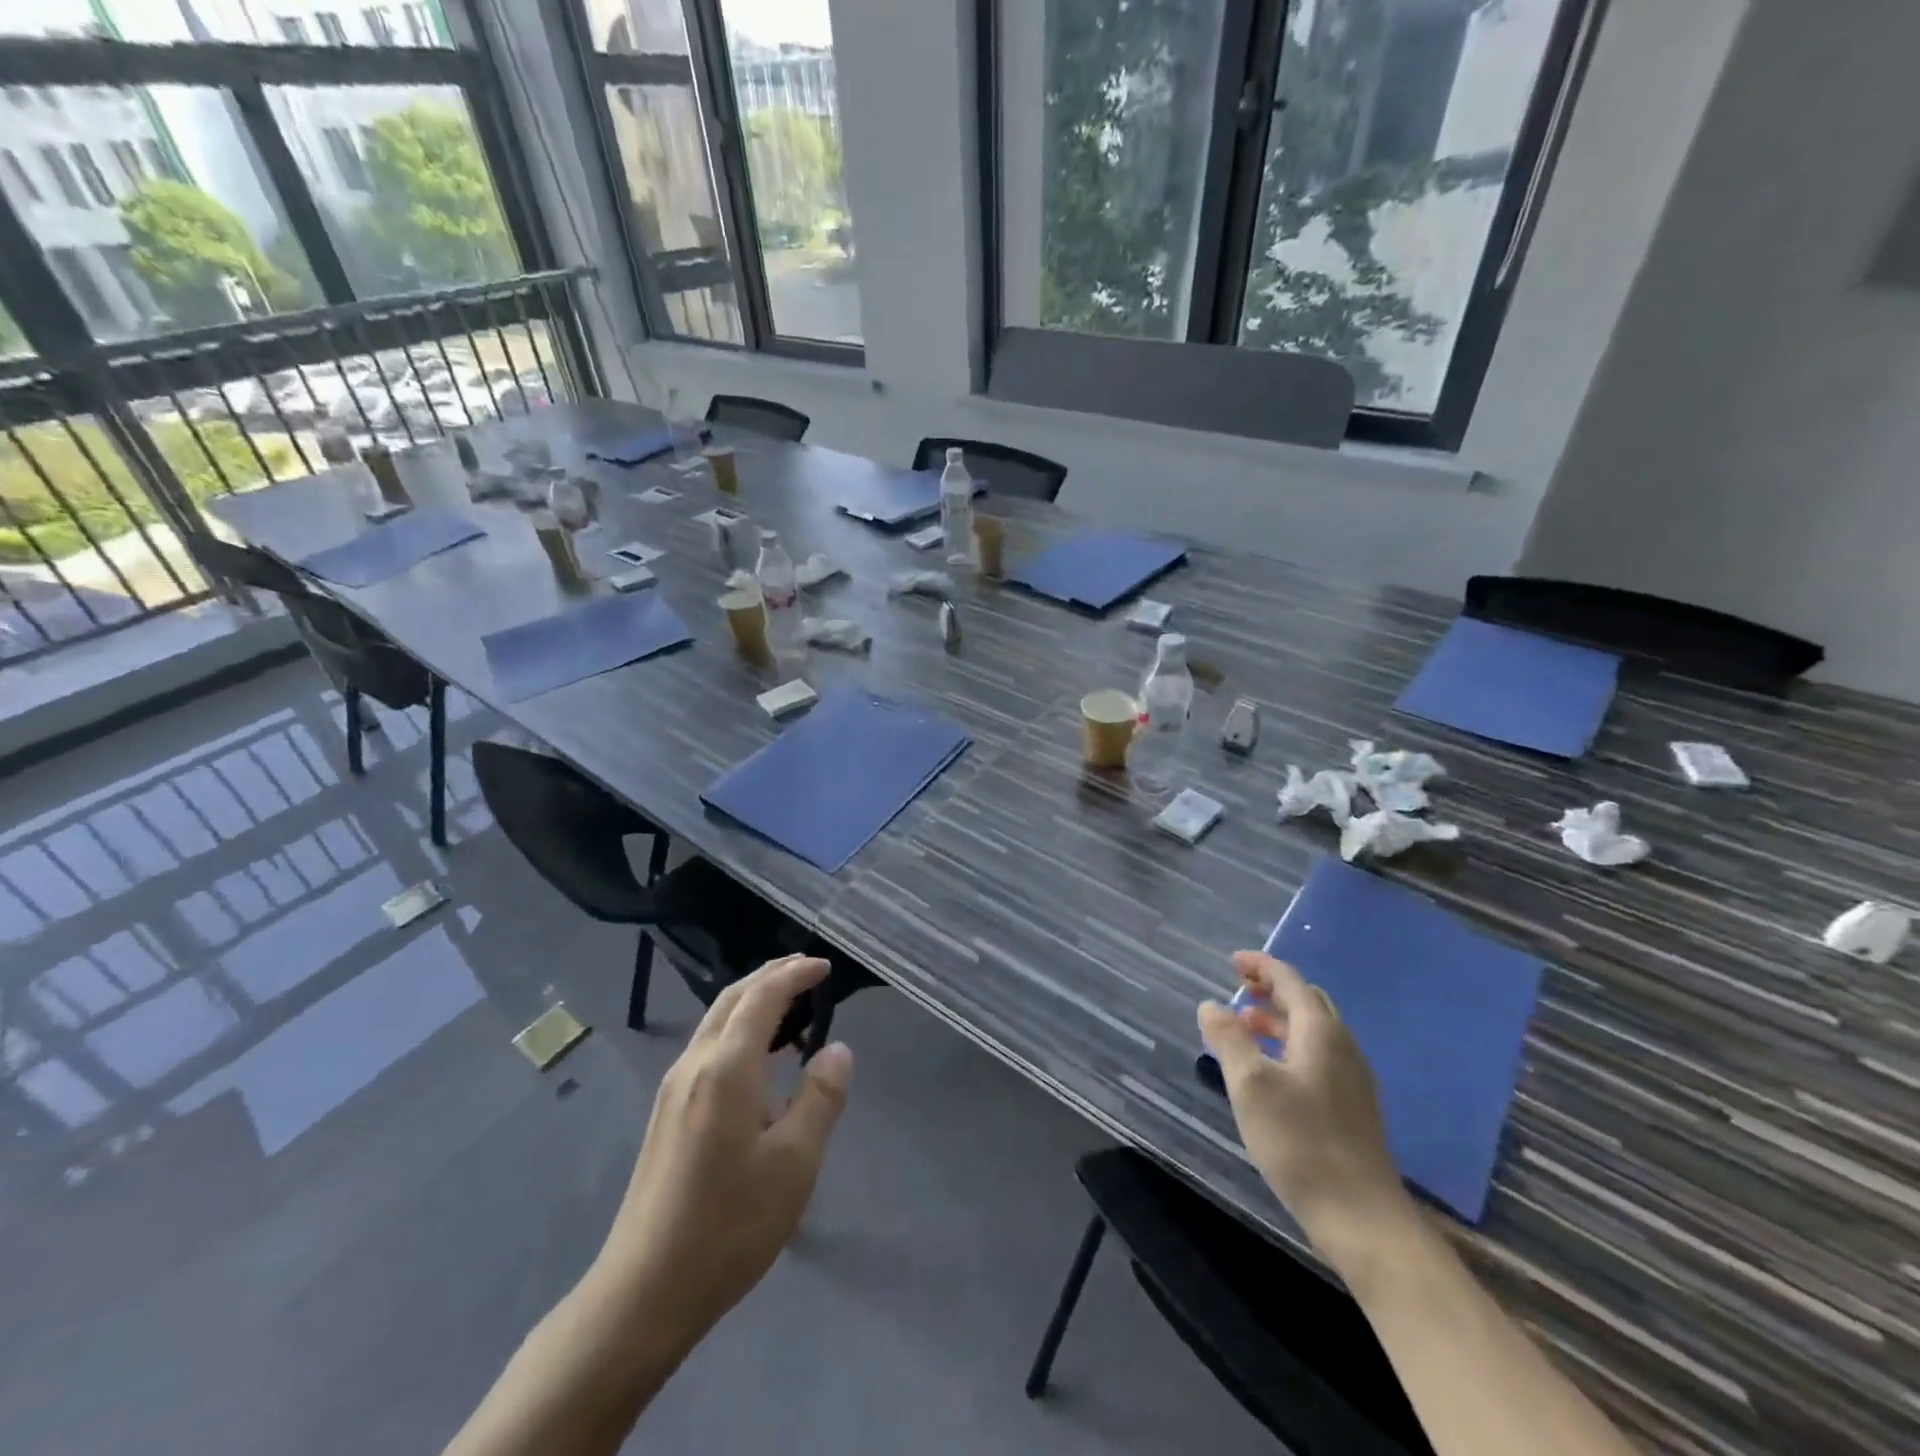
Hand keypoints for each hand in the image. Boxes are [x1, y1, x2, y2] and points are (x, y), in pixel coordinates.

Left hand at [595, 956, 852, 1347]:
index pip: (763, 997)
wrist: (643, 1291)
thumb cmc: (729, 1225)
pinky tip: (759, 1058)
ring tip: (790, 1005)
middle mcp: (694, 1064)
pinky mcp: (667, 1113)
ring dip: (753, 1001)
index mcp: (726, 1067)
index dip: (795, 974)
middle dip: (771, 976)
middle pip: (733, 998)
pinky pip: (709, 1047)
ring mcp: (674, 1089)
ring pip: (716, 1021)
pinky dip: (739, 1029)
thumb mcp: (795, 1163)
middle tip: (808, 971)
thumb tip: (837, 1049)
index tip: (825, 967)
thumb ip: (821, 1098)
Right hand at [1199, 951, 1414, 1271]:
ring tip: (1246, 1027)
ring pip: (1314, 1030)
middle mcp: (1342, 1046)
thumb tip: (1212, 1005)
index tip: (1232, 961)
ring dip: (1279, 1019)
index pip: (1289, 980)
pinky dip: (1291, 1045)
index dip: (1260, 965)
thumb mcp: (1250, 1085)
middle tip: (1239, 990)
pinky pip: (1319, 1055)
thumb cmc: (1300, 1142)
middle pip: (1307, 1001)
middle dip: (1272, 989)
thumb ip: (1229, 1039)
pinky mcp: (1353, 1107)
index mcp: (1320, 1032)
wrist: (1362, 1217)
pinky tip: (1272, 1070)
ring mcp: (1352, 1078)